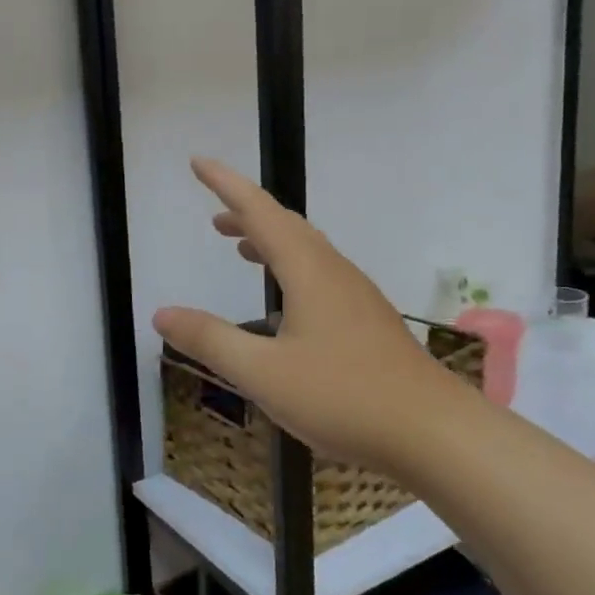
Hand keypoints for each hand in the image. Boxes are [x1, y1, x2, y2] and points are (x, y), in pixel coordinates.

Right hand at [154, 159, 466, 475]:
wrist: (433, 431)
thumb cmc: (343, 396)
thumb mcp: (263, 374)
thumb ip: (210, 340)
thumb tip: (161, 314)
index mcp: (308, 271)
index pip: (259, 212)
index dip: (226, 185)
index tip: (198, 163)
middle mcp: (333, 272)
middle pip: (286, 225)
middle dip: (247, 213)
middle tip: (215, 216)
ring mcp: (356, 296)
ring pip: (307, 250)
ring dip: (271, 240)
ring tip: (242, 247)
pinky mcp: (368, 320)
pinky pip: (321, 274)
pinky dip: (291, 267)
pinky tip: (286, 302)